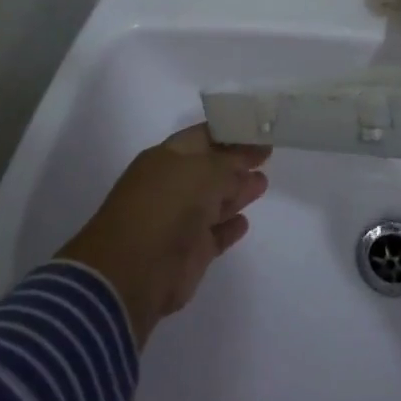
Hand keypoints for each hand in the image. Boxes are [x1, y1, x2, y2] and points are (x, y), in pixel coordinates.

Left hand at [58, 126, 269, 348]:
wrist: (134, 272)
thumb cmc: (166, 207)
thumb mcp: (205, 172)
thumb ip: (231, 165)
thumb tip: (246, 166)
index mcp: (167, 158)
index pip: (204, 136)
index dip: (231, 132)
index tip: (259, 129)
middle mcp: (173, 185)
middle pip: (211, 168)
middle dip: (237, 162)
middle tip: (267, 154)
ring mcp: (179, 221)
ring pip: (214, 201)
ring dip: (237, 192)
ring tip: (263, 182)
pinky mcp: (189, 254)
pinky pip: (214, 235)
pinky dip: (229, 228)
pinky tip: (244, 222)